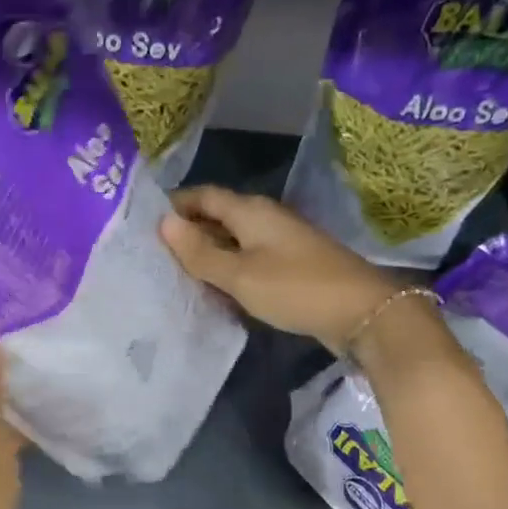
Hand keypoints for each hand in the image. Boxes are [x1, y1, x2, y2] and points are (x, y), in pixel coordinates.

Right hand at [161, 186, 402, 352]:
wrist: (362, 313)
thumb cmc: (295, 288)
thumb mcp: (239, 275)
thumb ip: (200, 252)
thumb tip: (164, 223)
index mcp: (251, 211)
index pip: (203, 195)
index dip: (175, 205)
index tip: (145, 223)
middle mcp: (265, 218)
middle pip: (218, 216)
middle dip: (188, 230)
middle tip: (154, 252)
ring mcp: (281, 242)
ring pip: (233, 239)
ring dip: (207, 252)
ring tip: (175, 271)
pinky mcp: (291, 266)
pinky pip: (249, 259)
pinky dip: (228, 268)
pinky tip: (214, 287)